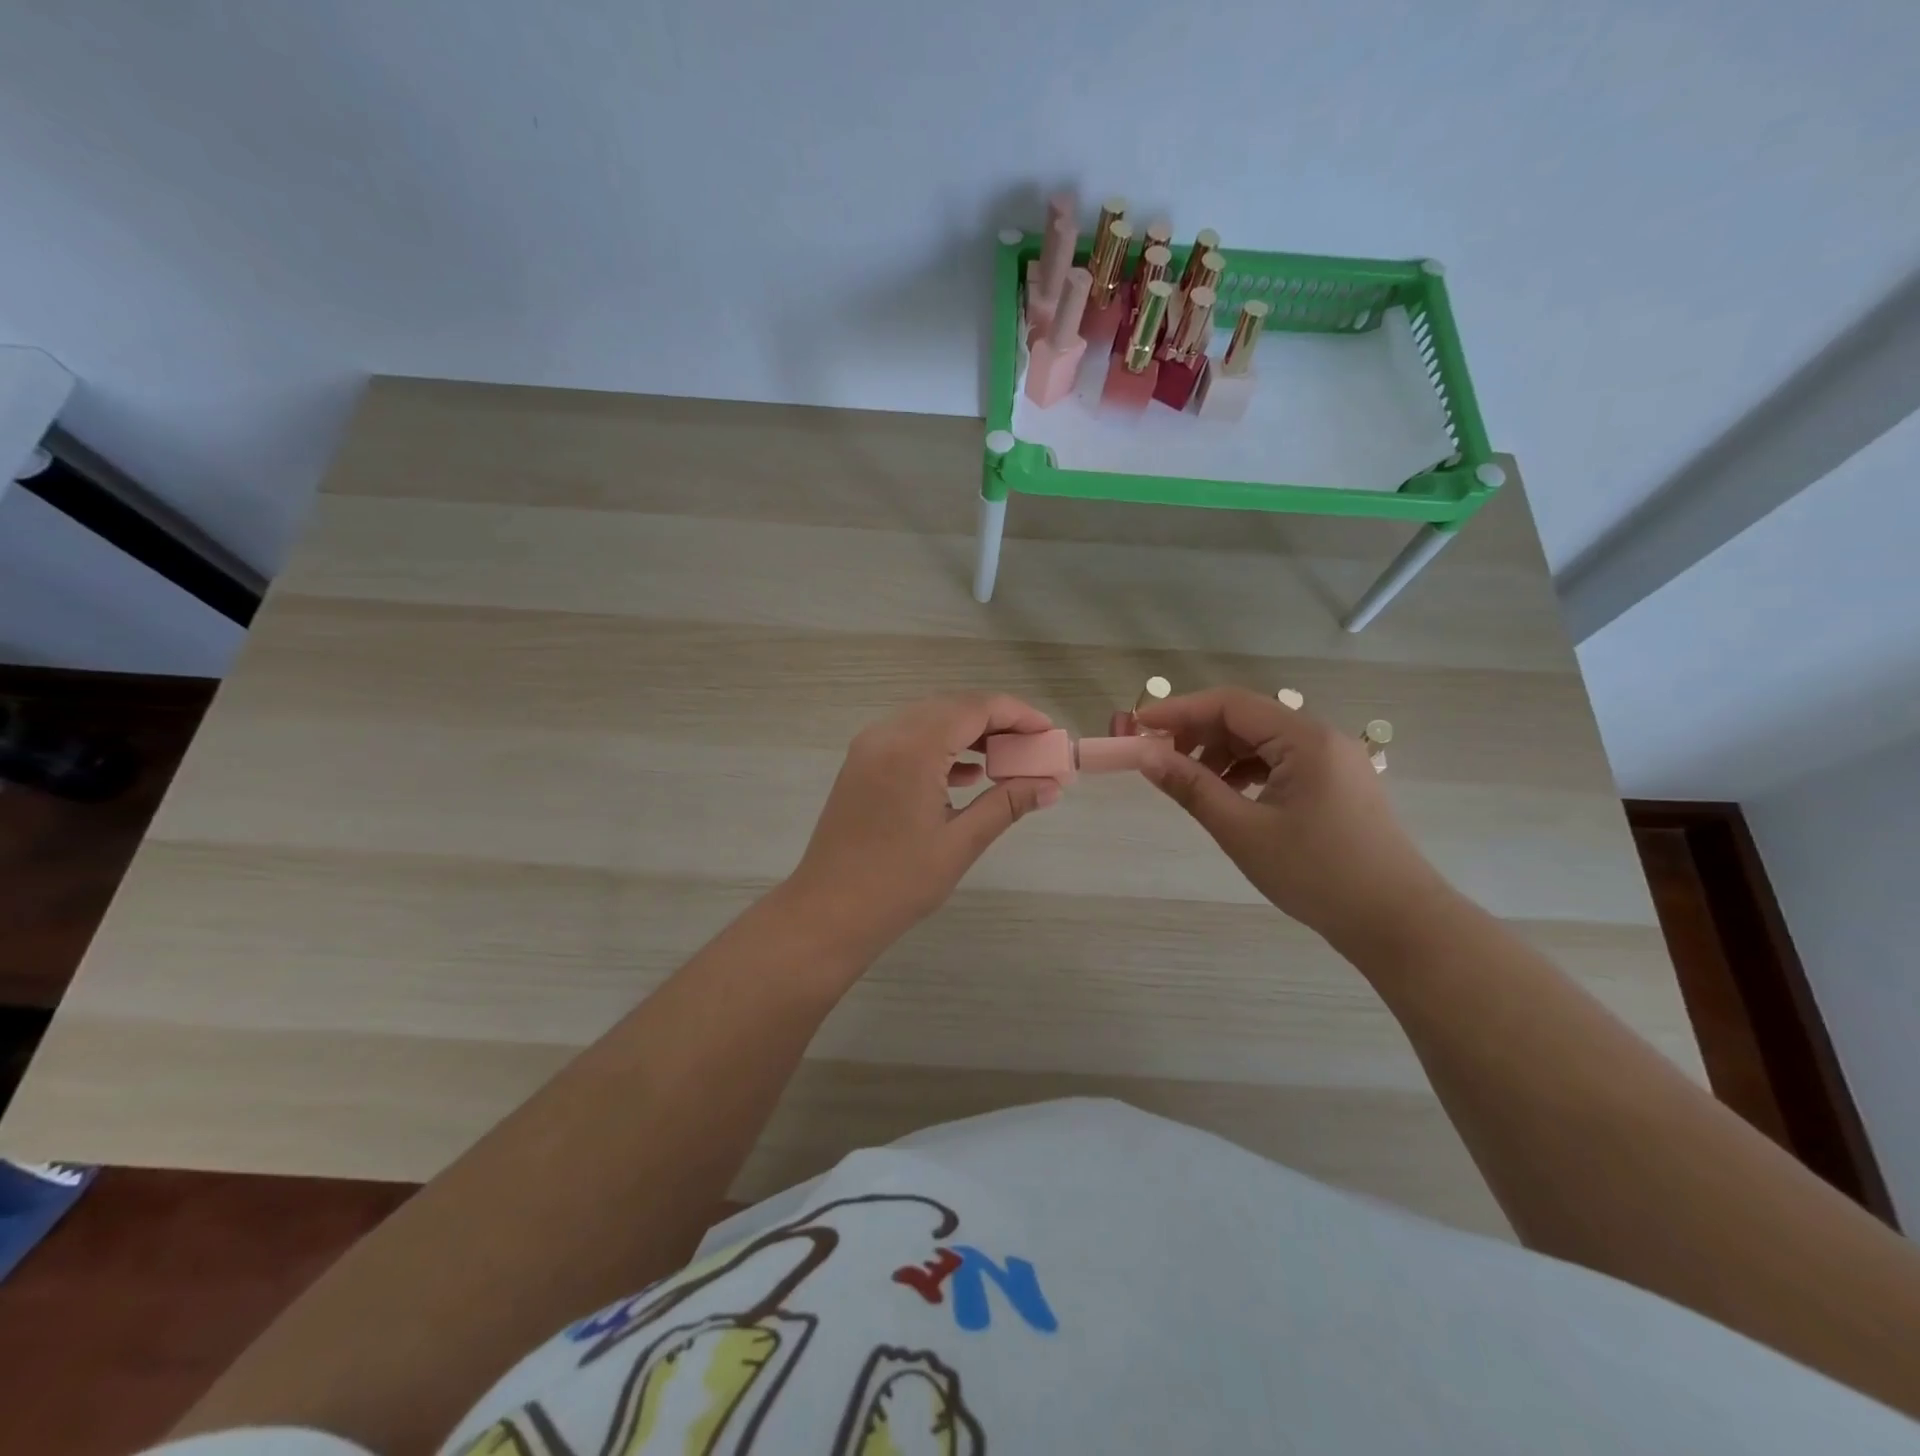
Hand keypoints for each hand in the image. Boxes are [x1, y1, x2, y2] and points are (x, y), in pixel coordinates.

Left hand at [783, 694, 1062, 965]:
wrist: (828, 913)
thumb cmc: (897, 883)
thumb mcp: (960, 843)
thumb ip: (1007, 803)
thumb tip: (1051, 785)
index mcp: (912, 748)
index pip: (974, 708)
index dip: (1017, 714)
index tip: (1049, 732)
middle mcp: (887, 735)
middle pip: (952, 707)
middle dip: (996, 722)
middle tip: (1033, 747)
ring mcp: (869, 748)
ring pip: (930, 720)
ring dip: (969, 733)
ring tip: (1007, 760)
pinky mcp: (861, 765)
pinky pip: (909, 739)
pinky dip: (942, 747)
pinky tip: (968, 775)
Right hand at [1136, 687, 1450, 946]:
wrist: (1398, 922)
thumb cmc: (1317, 874)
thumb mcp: (1243, 831)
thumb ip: (1192, 788)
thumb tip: (1146, 757)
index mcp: (1304, 739)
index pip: (1230, 704)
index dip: (1179, 710)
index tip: (1138, 726)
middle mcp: (1321, 738)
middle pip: (1246, 719)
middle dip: (1197, 733)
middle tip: (1155, 758)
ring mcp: (1333, 761)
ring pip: (1262, 741)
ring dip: (1219, 754)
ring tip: (1187, 782)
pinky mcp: (1335, 785)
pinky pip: (1279, 762)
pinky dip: (1245, 771)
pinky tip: (1226, 795)